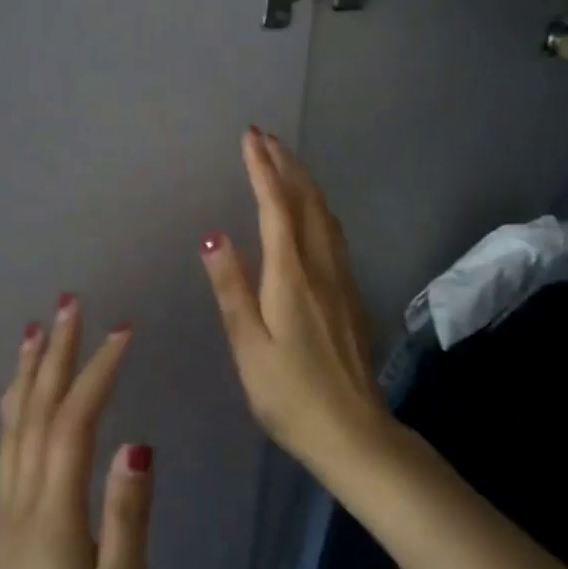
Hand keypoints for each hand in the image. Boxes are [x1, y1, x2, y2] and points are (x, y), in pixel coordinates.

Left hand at [0, 298, 151, 568]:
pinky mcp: (8, 528)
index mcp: (53, 518)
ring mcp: (8, 515)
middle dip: (55, 354)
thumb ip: (127, 519)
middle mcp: (22, 505)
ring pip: (14, 427)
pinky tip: (18, 393)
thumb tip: (138, 445)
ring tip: (38, 329)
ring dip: (29, 373)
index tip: (123, 331)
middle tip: (70, 303)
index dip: (97, 372)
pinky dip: (14, 408)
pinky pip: (7, 450)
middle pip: (36, 413)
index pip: (73, 425)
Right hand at [199, 129, 386, 469]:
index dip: (262, 169)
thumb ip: (232, 289)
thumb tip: (213, 235)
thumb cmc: (290, 396)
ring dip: (304, 182)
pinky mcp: (351, 294)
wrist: (354, 431)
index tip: (250, 137)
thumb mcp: (249, 347)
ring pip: (324, 215)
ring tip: (286, 161)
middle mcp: (321, 267)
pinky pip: (333, 233)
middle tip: (266, 137)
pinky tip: (312, 212)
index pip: (275, 208)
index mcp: (291, 277)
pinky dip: (317, 208)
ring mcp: (342, 279)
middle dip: (285, 165)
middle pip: (305, 202)